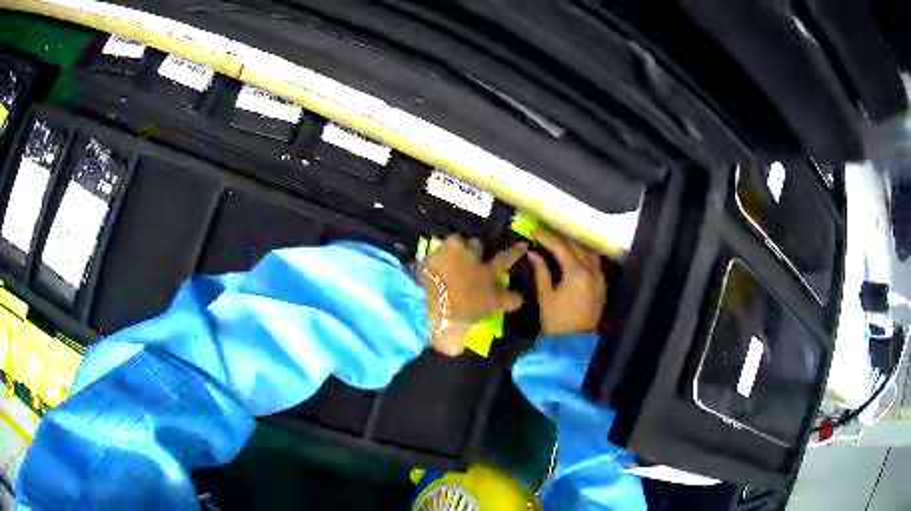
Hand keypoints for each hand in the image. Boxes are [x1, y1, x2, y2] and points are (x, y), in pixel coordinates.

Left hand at [421, 235, 526, 355]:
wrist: (422, 303)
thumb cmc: (441, 327)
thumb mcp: (453, 343)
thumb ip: (458, 342)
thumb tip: (456, 346)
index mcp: (491, 302)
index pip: (514, 300)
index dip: (515, 299)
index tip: (516, 299)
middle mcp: (485, 276)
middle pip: (507, 260)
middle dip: (516, 253)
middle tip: (522, 247)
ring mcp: (470, 258)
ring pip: (478, 245)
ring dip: (472, 250)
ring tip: (465, 253)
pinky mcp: (452, 246)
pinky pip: (457, 240)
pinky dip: (452, 245)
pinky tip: (446, 249)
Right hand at [530, 229, 606, 335]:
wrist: (575, 342)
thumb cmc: (557, 321)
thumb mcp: (545, 297)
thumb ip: (541, 272)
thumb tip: (533, 253)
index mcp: (576, 272)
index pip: (561, 247)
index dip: (547, 237)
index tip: (534, 230)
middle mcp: (591, 270)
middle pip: (577, 246)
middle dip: (560, 237)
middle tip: (546, 232)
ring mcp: (599, 277)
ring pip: (589, 252)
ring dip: (575, 243)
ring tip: (561, 239)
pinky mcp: (602, 284)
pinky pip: (594, 262)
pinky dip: (584, 254)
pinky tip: (576, 253)